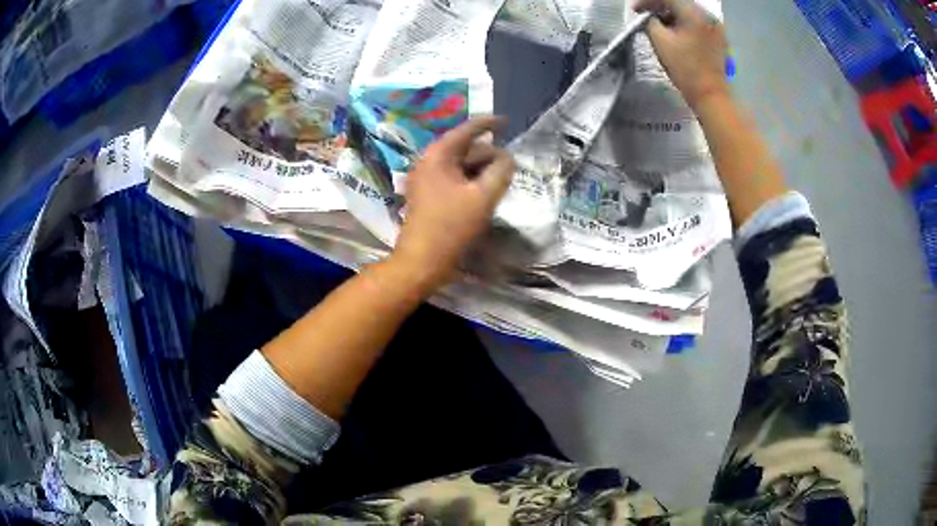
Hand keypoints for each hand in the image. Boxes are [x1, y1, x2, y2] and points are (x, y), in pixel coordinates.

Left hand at [391, 116, 514, 289]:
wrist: (421, 261)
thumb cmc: (451, 227)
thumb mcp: (483, 197)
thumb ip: (500, 172)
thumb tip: (508, 158)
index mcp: (438, 155)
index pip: (467, 130)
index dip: (489, 123)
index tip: (508, 121)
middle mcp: (429, 161)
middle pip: (465, 148)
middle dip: (489, 154)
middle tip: (511, 164)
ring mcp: (427, 179)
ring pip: (460, 165)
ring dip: (482, 169)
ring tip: (503, 179)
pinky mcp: (429, 195)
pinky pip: (455, 179)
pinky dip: (472, 181)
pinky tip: (486, 191)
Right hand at [635, 0, 730, 109]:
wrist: (711, 96)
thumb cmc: (685, 69)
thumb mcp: (661, 42)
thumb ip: (650, 22)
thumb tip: (648, 16)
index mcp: (694, 13)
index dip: (647, 1)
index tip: (635, 10)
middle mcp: (708, 15)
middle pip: (680, 2)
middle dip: (660, 7)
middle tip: (645, 16)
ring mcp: (716, 27)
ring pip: (689, 12)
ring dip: (672, 15)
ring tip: (660, 25)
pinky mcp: (719, 38)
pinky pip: (698, 23)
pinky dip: (684, 23)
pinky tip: (676, 33)